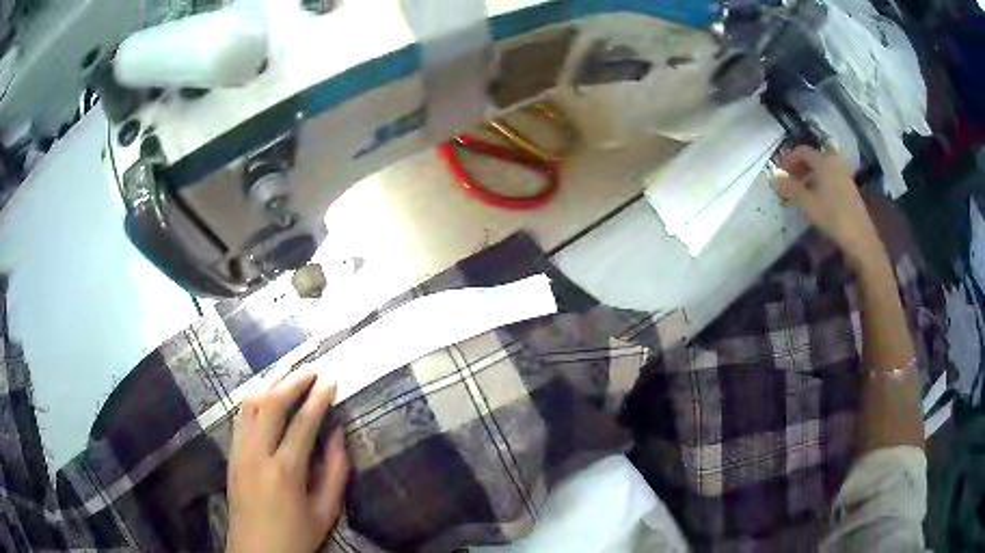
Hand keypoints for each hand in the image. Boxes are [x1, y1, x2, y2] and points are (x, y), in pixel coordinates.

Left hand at [226, 369, 349, 552]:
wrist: (256, 551)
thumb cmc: (296, 535)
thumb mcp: (326, 511)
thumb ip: (335, 471)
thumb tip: (337, 433)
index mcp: (285, 471)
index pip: (302, 422)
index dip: (318, 398)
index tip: (331, 380)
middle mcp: (258, 453)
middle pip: (271, 403)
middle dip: (293, 381)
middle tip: (312, 369)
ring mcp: (240, 451)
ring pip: (250, 404)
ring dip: (270, 382)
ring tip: (289, 372)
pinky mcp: (231, 454)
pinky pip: (241, 415)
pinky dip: (255, 397)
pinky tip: (266, 393)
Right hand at [775, 146, 882, 264]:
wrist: (859, 237)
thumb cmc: (832, 216)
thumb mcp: (807, 203)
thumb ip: (790, 188)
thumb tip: (774, 177)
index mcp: (823, 160)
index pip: (801, 151)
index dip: (788, 160)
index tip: (779, 173)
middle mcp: (834, 162)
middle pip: (813, 157)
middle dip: (799, 167)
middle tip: (789, 181)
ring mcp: (843, 174)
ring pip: (822, 168)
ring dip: (810, 175)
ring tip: (801, 191)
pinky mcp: (849, 188)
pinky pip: (830, 177)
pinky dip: (820, 182)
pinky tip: (816, 198)